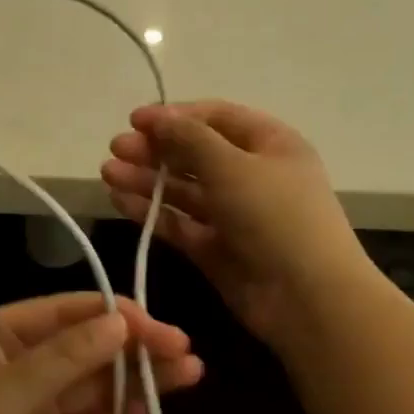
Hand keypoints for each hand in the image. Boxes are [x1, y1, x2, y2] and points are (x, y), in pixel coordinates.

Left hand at [0, 294, 202, 413]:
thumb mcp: (2, 391)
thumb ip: (64, 359)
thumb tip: (120, 321)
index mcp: (6, 335)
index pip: (72, 313)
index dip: (117, 316)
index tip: (160, 329)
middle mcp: (28, 366)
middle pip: (92, 350)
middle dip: (136, 349)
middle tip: (186, 354)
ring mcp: (41, 410)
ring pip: (98, 389)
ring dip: (139, 382)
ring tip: (190, 375)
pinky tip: (154, 411)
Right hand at [101, 101, 367, 349]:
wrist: (306, 297)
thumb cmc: (276, 217)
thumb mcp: (233, 167)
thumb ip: (189, 139)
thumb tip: (157, 116)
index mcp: (270, 144)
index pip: (216, 118)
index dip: (175, 116)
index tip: (134, 120)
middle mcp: (251, 175)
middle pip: (195, 154)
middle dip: (155, 149)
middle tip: (115, 149)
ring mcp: (232, 214)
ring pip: (182, 190)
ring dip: (146, 180)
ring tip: (107, 174)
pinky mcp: (215, 248)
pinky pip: (179, 223)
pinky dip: (151, 212)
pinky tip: (119, 201)